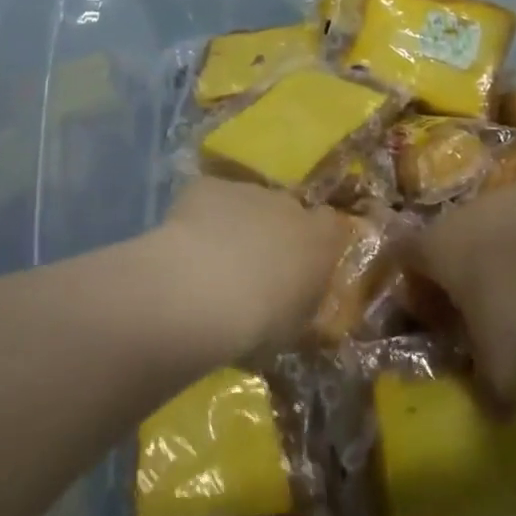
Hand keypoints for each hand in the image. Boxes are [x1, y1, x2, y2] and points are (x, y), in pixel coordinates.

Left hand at [156, 178, 352, 362]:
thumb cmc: (259, 322)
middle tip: (251, 268)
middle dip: (272, 232)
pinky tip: (184, 248)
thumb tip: (295, 300)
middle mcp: (288, 205)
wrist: (201, 293)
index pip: (330, 226)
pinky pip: (208, 200)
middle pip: (286, 210)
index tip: (302, 264)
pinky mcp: (207, 186)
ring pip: (246, 203)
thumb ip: (300, 303)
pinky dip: (200, 218)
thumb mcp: (293, 328)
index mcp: (320, 239)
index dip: (316, 241)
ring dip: (235, 225)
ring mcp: (247, 191)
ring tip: (211, 262)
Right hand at [408, 172, 515, 404]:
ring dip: (492, 266)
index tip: (420, 312)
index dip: (407, 286)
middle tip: (470, 318)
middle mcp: (454, 219)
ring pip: (481, 237)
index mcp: (431, 249)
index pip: (400, 258)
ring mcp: (493, 201)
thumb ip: (494, 385)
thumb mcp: (501, 349)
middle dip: (453, 282)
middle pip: (442, 248)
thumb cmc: (514, 287)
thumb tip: (496, 417)